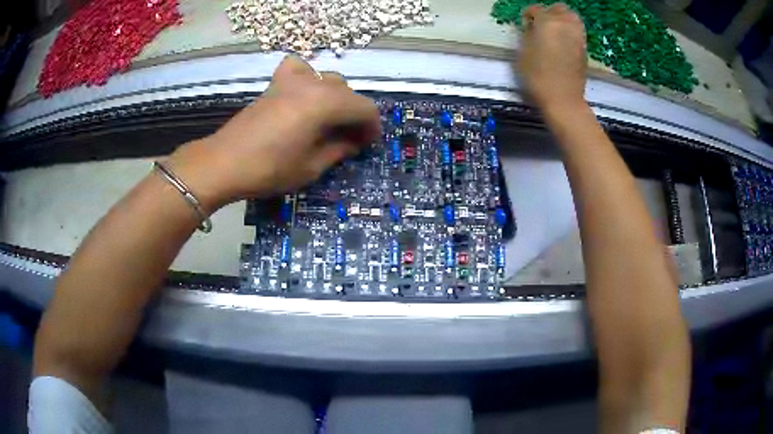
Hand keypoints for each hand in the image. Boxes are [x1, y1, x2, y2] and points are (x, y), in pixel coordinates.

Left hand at [166, 55, 380, 211]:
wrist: (224, 163)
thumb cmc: (269, 170)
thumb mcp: (311, 167)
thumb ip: (339, 150)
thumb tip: (353, 142)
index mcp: (326, 104)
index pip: (364, 108)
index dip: (372, 127)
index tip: (367, 145)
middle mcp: (313, 85)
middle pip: (348, 92)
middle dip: (354, 115)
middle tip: (348, 139)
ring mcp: (292, 80)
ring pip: (328, 79)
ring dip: (335, 98)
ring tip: (327, 120)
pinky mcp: (275, 84)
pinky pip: (299, 68)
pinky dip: (307, 77)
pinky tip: (303, 93)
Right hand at [518, 4, 586, 110]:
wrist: (563, 99)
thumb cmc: (538, 77)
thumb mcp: (523, 53)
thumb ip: (527, 35)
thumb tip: (531, 27)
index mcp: (547, 22)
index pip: (535, 9)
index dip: (528, 15)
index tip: (524, 23)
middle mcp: (565, 24)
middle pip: (558, 8)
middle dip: (549, 12)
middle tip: (541, 23)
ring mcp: (577, 35)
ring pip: (572, 17)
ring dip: (562, 19)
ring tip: (554, 30)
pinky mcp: (584, 47)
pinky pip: (577, 30)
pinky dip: (570, 30)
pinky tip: (562, 41)